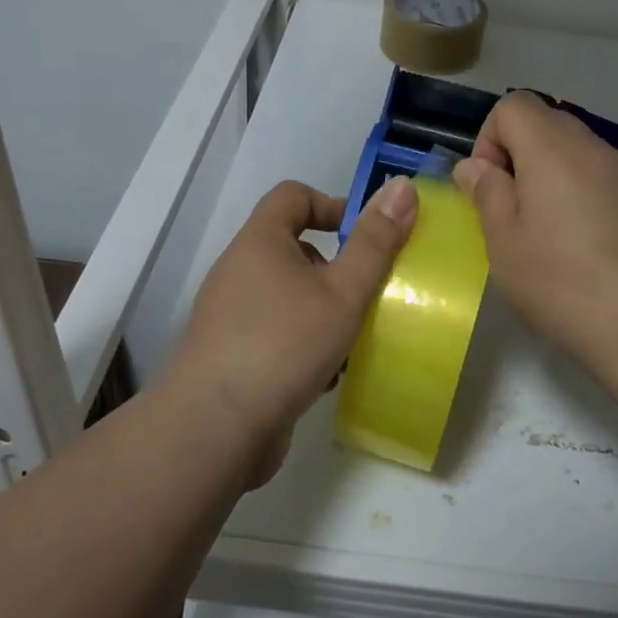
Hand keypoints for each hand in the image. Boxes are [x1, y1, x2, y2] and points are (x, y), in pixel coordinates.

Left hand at [164, 177, 417, 483]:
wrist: (216, 430)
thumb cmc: (284, 345)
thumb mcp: (343, 291)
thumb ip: (375, 242)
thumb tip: (402, 186)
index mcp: (259, 242)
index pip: (293, 195)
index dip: (332, 205)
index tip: (365, 238)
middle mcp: (239, 270)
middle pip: (294, 248)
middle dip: (336, 269)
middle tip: (365, 295)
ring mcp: (231, 315)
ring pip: (289, 295)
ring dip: (324, 311)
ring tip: (353, 340)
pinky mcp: (232, 355)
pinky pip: (277, 332)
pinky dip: (304, 344)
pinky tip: (327, 376)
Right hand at [453, 92, 617, 382]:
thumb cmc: (560, 280)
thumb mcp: (503, 239)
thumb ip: (486, 191)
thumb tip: (475, 165)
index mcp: (552, 148)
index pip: (513, 106)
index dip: (490, 139)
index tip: (490, 187)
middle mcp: (594, 147)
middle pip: (547, 124)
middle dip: (519, 157)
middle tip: (512, 211)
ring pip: (576, 152)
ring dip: (551, 177)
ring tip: (548, 233)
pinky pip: (602, 178)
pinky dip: (582, 194)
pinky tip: (584, 245)